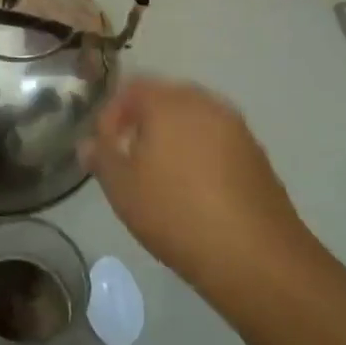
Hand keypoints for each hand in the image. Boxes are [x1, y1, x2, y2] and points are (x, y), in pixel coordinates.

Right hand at [80, 78, 321, 299]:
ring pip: (194, 119)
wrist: (256, 257)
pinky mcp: (257, 155)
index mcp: (169, 102)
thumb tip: (89, 143)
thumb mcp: (122, 188)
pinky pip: (216, 140)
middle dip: (142, 121)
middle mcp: (205, 104)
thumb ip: (101, 157)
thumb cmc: (176, 213)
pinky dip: (199, 153)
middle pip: (165, 98)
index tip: (103, 146)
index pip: (132, 88)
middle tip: (128, 155)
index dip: (111, 113)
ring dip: (172, 136)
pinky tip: (193, 188)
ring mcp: (236, 128)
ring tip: (159, 174)